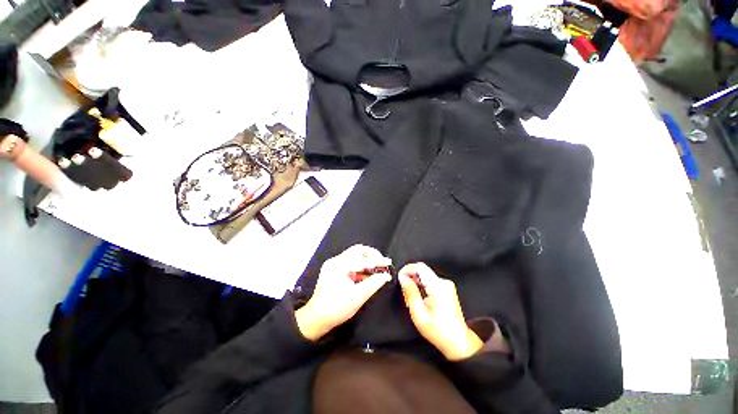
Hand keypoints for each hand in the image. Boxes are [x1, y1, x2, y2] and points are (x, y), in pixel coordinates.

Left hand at [296, 245, 391, 340]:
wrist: (316, 319)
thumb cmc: (335, 309)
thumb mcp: (357, 297)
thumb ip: (373, 284)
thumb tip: (385, 276)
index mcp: (339, 265)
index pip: (362, 258)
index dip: (377, 260)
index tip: (388, 262)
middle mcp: (336, 261)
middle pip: (357, 251)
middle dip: (372, 256)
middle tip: (382, 263)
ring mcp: (334, 265)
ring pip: (355, 256)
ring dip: (367, 262)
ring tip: (378, 269)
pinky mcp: (335, 271)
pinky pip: (351, 264)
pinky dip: (361, 268)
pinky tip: (369, 275)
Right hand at [399, 263, 482, 360]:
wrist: (458, 342)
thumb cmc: (438, 331)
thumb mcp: (419, 313)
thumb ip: (410, 292)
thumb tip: (402, 277)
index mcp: (438, 286)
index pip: (419, 267)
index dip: (407, 269)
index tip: (399, 278)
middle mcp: (444, 282)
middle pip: (422, 270)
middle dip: (410, 277)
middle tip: (404, 291)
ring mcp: (446, 285)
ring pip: (425, 275)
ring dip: (416, 283)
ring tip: (411, 299)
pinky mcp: (447, 289)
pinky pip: (430, 281)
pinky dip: (422, 286)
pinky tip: (419, 299)